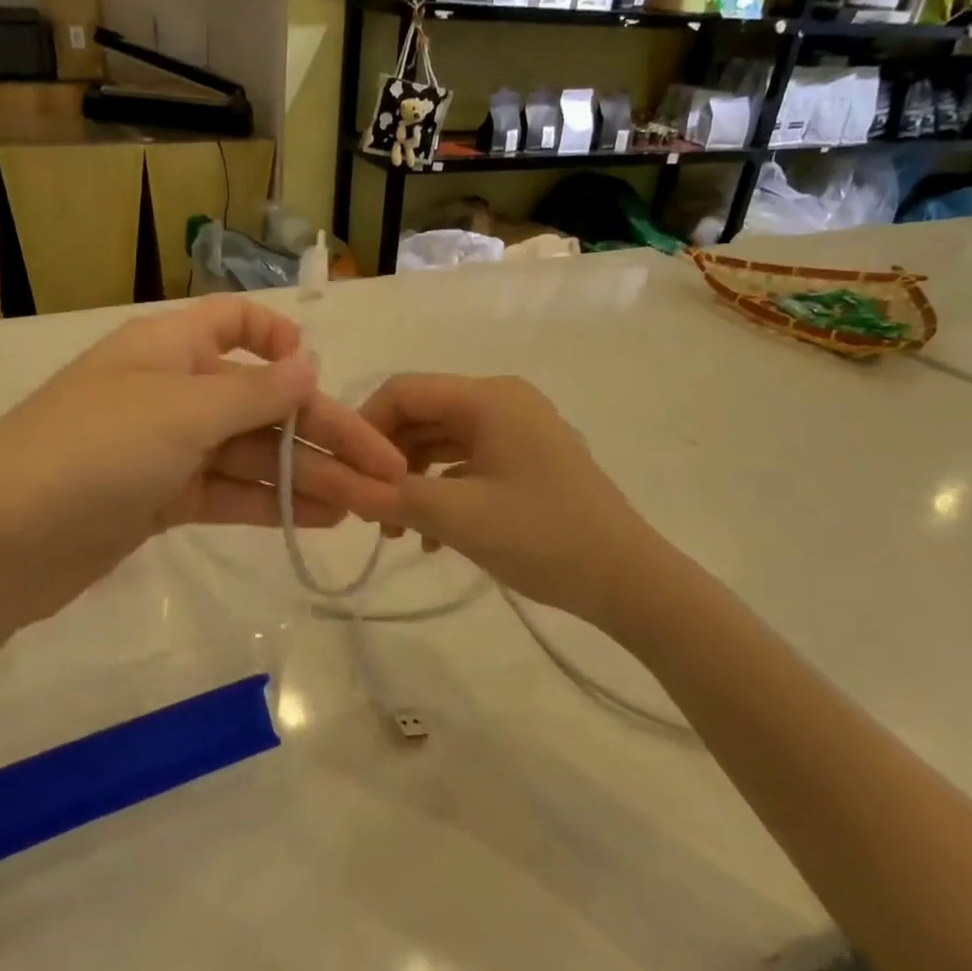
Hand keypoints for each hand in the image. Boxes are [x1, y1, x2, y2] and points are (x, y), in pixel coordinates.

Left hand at [0, 297, 406, 645]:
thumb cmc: (92, 452)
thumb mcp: (182, 411)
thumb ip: (254, 392)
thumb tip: (310, 364)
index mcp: (171, 347)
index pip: (236, 322)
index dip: (280, 341)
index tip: (319, 377)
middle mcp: (172, 390)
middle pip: (262, 403)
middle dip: (324, 435)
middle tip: (387, 473)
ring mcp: (165, 449)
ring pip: (251, 454)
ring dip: (307, 476)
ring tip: (367, 504)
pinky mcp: (161, 501)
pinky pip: (228, 493)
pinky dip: (270, 503)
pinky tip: (319, 518)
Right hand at [349, 374, 657, 624]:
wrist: (627, 579)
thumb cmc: (542, 537)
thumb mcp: (458, 517)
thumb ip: (393, 496)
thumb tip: (344, 488)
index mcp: (489, 398)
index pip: (404, 391)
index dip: (365, 426)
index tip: (345, 474)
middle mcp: (502, 402)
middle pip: (422, 415)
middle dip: (387, 460)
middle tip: (366, 508)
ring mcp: (517, 431)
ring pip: (442, 442)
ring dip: (412, 481)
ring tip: (395, 531)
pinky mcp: (526, 461)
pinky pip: (468, 464)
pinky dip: (442, 491)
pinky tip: (431, 539)